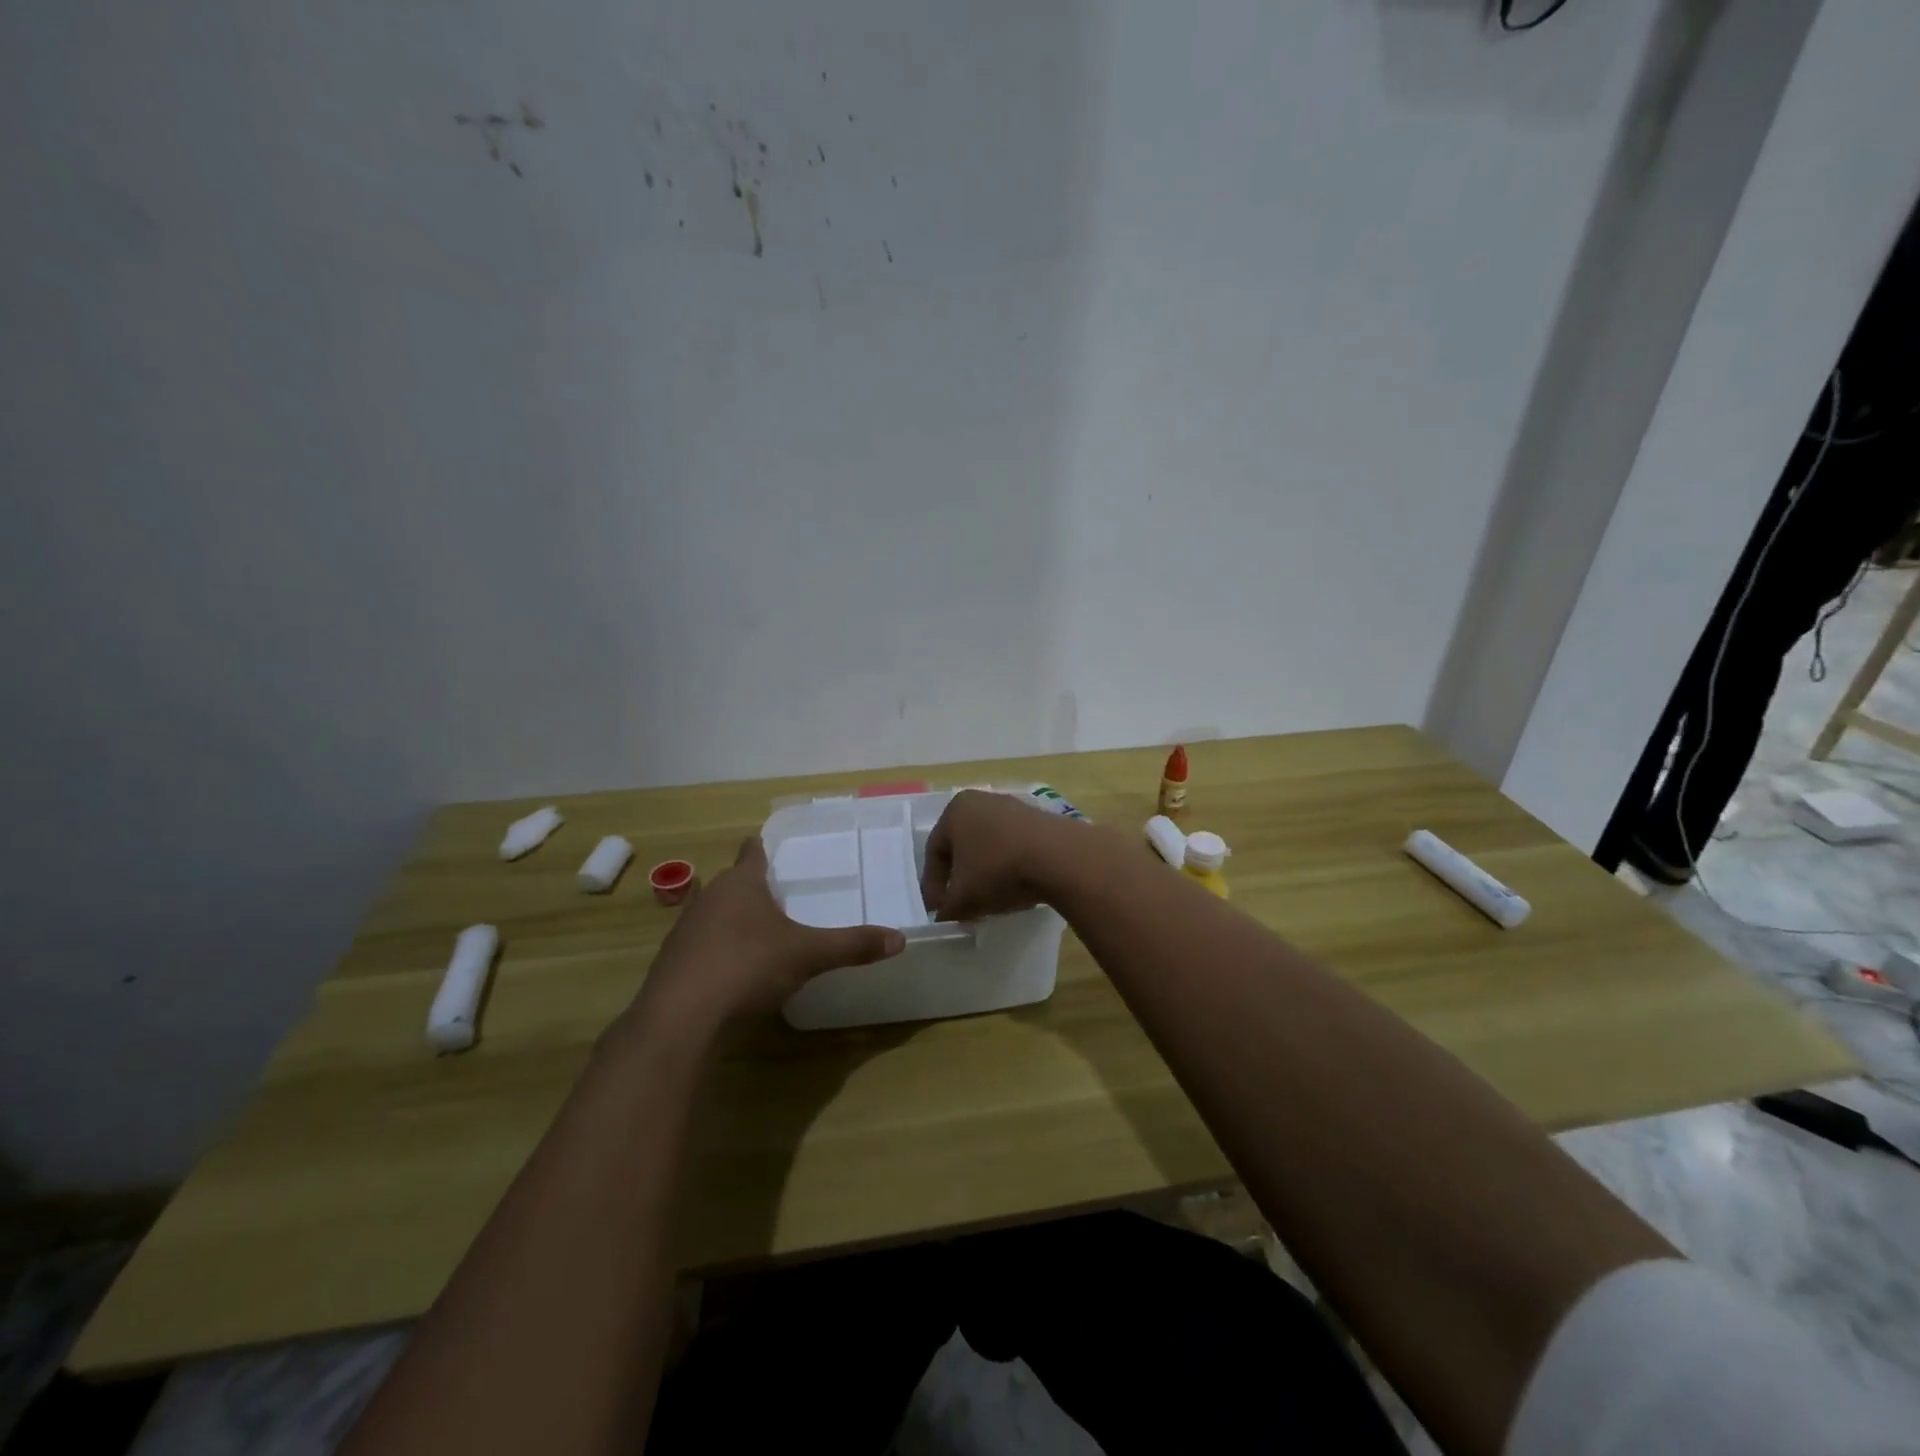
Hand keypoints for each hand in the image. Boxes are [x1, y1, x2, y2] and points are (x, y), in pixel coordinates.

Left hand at [633, 838, 903, 1031]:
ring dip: (731, 920)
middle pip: (732, 883)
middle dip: (752, 888)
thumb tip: (899, 939)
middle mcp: (708, 897)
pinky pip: (699, 946)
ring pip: (712, 913)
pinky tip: (732, 972)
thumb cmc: (747, 967)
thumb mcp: (808, 955)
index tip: (773, 849)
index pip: (752, 851)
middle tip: (780, 898)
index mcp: (741, 883)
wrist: (680, 1017)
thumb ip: (852, 945)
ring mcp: (684, 930)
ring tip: (758, 935)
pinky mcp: (670, 963)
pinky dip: (715, 951)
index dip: (763, 848)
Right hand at [920, 790, 1079, 920]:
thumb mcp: (964, 898)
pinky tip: (1015, 886)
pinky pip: (1013, 845)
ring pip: (988, 846)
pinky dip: (1008, 866)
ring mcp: (1013, 807)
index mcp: (955, 810)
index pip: (934, 852)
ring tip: (989, 900)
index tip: (939, 911)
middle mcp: (981, 801)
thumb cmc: (998, 870)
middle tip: (961, 905)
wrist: (1059, 856)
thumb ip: (947, 909)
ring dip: (984, 873)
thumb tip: (944, 915)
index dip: (933, 886)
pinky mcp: (1039, 819)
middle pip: (962, 847)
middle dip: (959, 879)